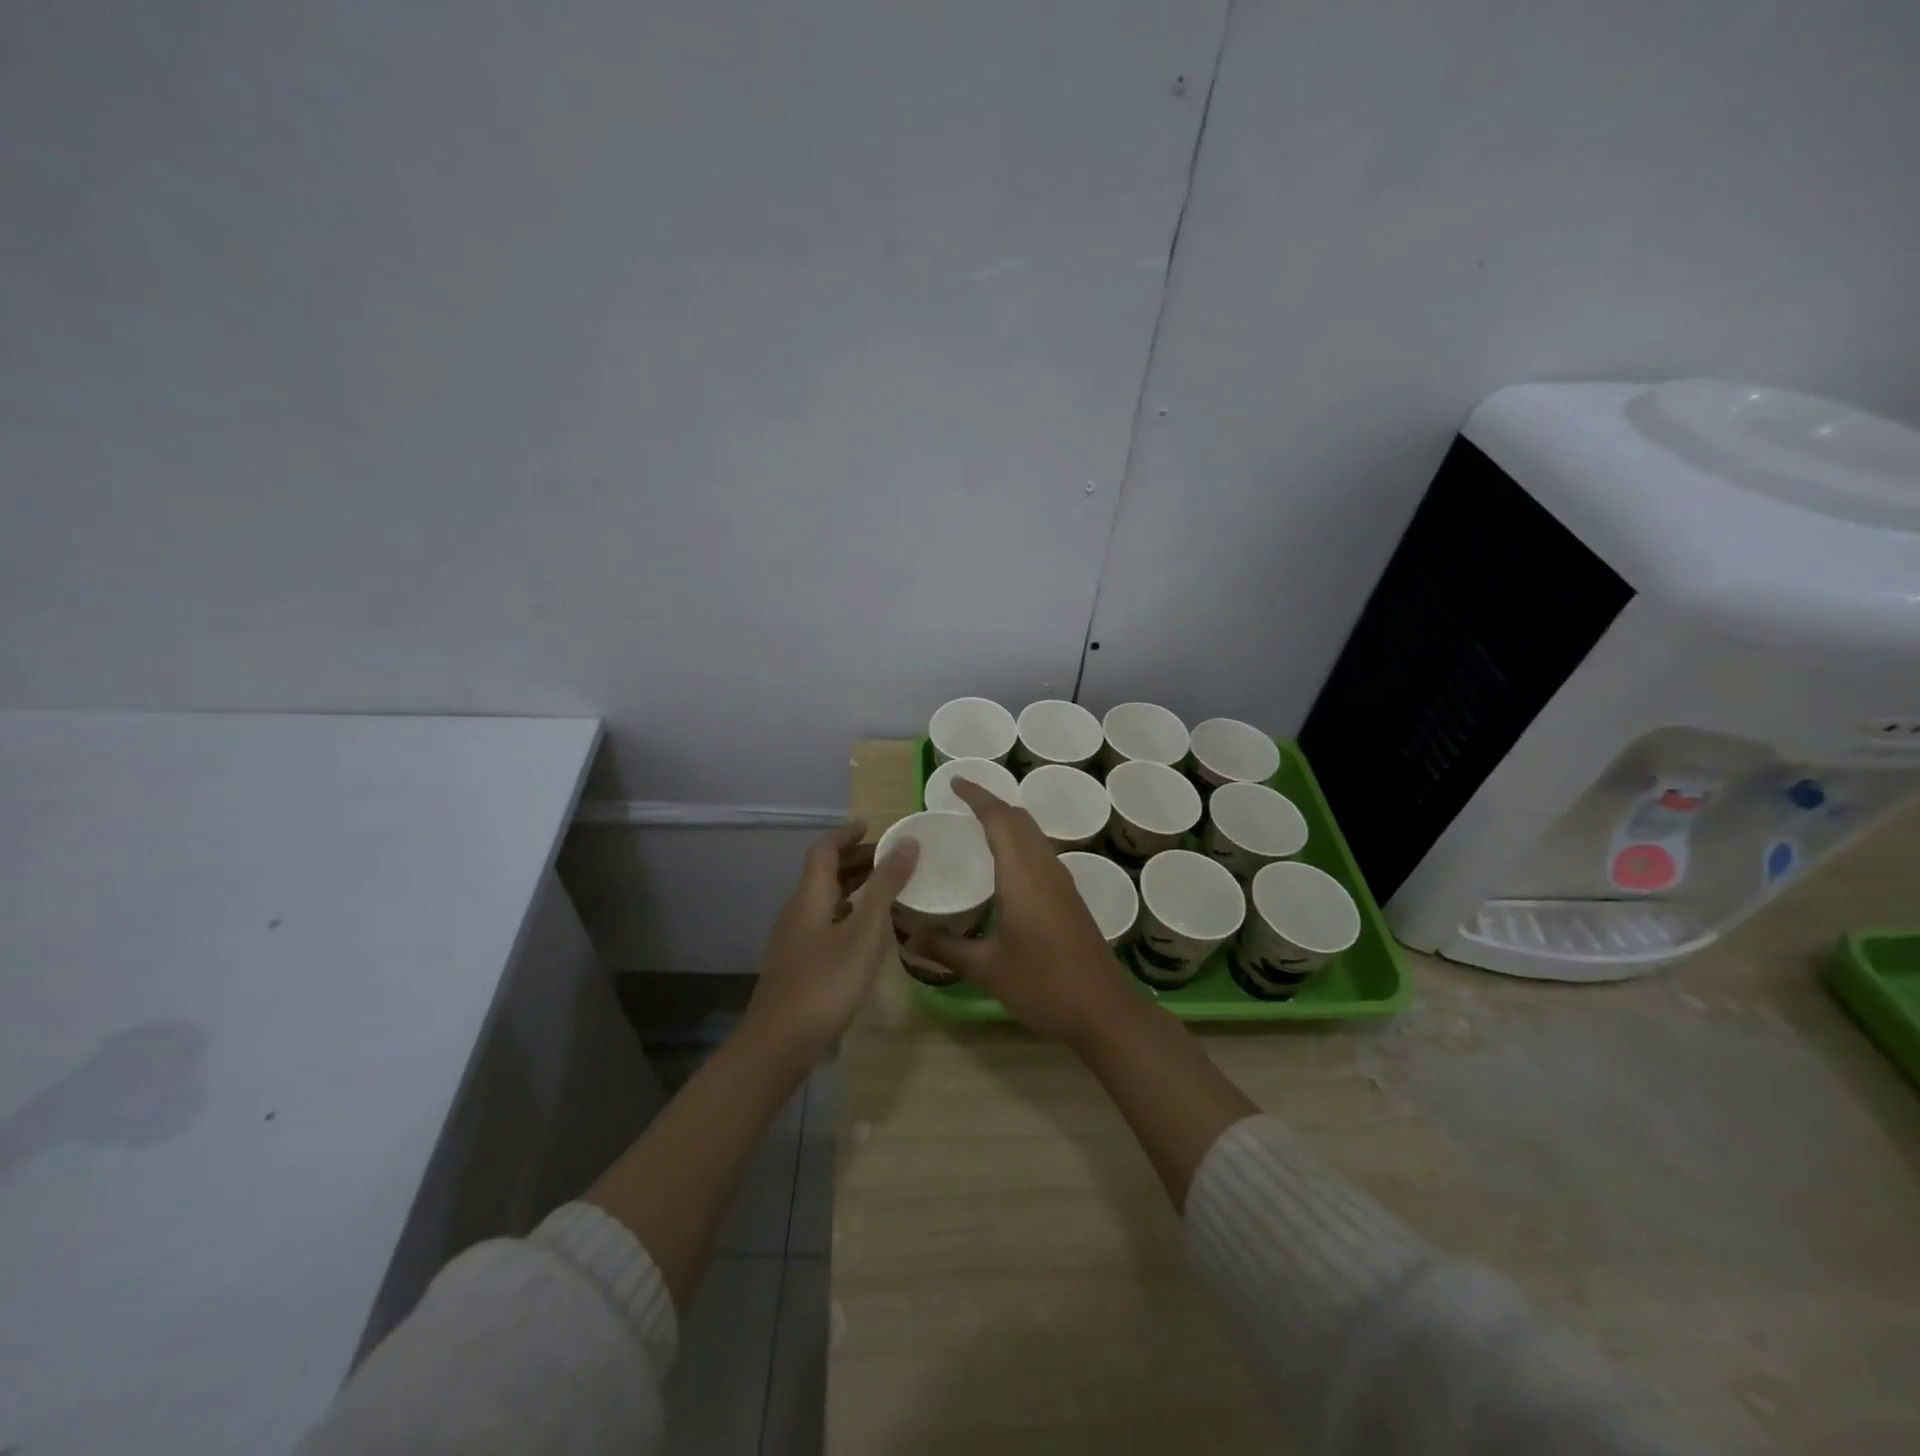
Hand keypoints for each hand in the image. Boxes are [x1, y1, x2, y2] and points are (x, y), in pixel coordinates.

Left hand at [745, 823, 918, 1065]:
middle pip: (824, 873)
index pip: (824, 850)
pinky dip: (849, 913)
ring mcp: (795, 938)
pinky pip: (826, 921)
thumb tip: (907, 844)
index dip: (847, 834)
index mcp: (810, 896)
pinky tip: (869, 932)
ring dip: (854, 886)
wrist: (779, 1044)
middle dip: (856, 859)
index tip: (873, 827)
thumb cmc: (825, 983)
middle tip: (891, 858)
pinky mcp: (799, 962)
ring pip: (826, 899)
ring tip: (887, 889)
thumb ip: (886, 887)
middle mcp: (798, 910)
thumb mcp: (864, 932)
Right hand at [907, 779, 1134, 1042]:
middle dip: (992, 804)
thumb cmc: (1043, 984)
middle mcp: (1045, 869)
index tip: (954, 783)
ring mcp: (1062, 882)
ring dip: (1008, 823)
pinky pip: (1041, 853)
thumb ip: (946, 949)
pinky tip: (1003, 868)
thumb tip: (909, 937)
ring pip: (1034, 835)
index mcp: (1023, 875)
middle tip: (960, 805)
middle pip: (1021, 820)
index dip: (977, 796)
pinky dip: (1019, 843)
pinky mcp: (1070, 898)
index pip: (1000, 819)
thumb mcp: (987, 969)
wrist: (1104, 1011)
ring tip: (977, 829)